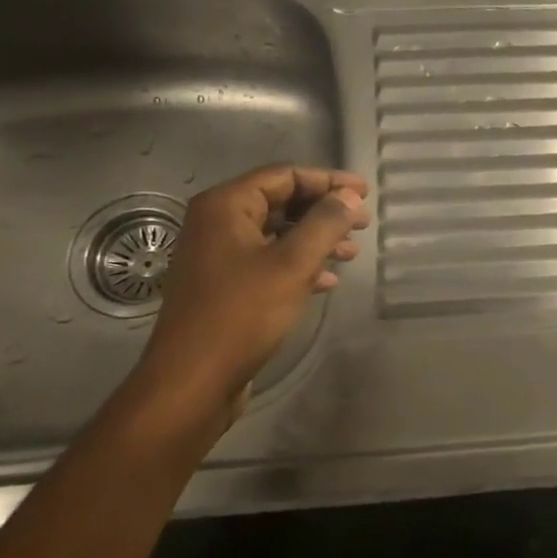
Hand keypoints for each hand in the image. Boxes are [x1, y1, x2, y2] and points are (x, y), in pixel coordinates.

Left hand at [113, 165, 369, 441]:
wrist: (192, 381)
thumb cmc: (242, 314)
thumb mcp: (292, 264)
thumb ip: (325, 224)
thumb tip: (349, 197)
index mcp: (225, 206)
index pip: (284, 176)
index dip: (328, 180)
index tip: (365, 193)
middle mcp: (216, 223)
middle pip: (280, 202)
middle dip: (323, 211)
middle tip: (361, 222)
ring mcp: (217, 256)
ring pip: (276, 234)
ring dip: (315, 239)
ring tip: (351, 252)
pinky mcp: (224, 287)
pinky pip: (267, 261)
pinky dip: (298, 265)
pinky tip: (326, 281)